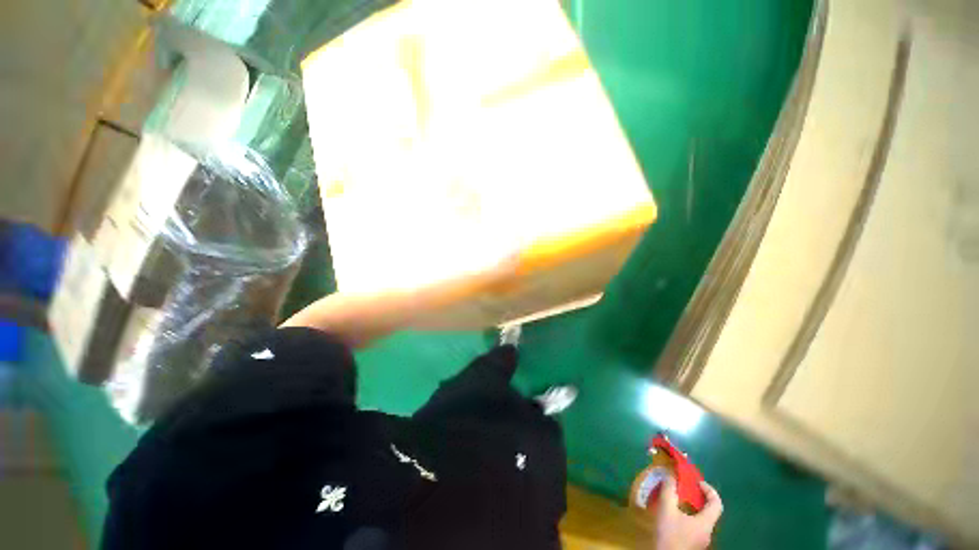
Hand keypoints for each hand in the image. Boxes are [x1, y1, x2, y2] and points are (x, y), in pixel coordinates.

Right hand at [654, 477, 722, 549]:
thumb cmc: (669, 534)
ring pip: (702, 519)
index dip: (710, 490)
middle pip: (709, 511)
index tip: (697, 482)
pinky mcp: (694, 544)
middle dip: (698, 497)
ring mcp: (702, 540)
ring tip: (678, 500)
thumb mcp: (667, 509)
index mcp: (706, 522)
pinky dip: (689, 516)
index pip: (717, 504)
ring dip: (692, 507)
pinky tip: (675, 516)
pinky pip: (696, 526)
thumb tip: (670, 475)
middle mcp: (708, 531)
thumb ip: (669, 490)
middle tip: (685, 489)